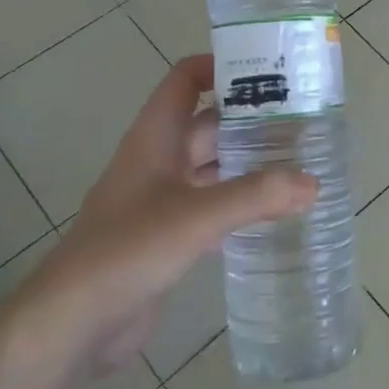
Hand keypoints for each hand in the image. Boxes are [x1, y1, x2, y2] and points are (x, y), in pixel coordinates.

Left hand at [22, 55, 316, 380]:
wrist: (74, 322)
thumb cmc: (128, 250)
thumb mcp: (196, 216)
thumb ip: (256, 196)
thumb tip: (313, 183)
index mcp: (155, 137)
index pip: (184, 80)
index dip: (220, 66)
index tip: (267, 70)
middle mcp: (158, 161)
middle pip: (207, 124)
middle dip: (250, 119)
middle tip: (302, 120)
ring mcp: (161, 199)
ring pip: (212, 167)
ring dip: (248, 162)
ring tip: (299, 161)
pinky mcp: (167, 236)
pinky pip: (211, 205)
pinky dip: (240, 202)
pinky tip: (274, 211)